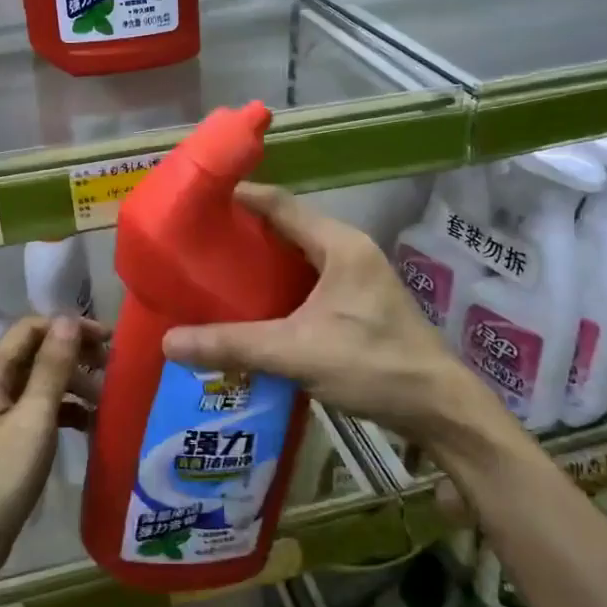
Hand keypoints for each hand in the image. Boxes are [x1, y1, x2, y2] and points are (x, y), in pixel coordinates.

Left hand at [0, 315, 103, 574]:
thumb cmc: (0, 478)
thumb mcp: (33, 419)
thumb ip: (51, 368)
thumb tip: (67, 319)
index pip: (31, 329)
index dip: (69, 328)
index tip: (108, 341)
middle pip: (35, 355)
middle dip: (74, 356)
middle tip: (113, 370)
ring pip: (39, 384)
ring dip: (72, 385)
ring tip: (106, 401)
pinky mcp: (3, 441)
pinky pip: (37, 412)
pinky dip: (63, 412)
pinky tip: (88, 425)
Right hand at [160, 184, 523, 456]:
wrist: (438, 409)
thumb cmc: (373, 366)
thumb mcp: (296, 353)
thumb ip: (233, 345)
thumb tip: (168, 343)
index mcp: (340, 245)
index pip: (280, 204)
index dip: (239, 197)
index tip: (198, 200)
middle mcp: (350, 251)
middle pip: (287, 227)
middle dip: (243, 232)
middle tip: (197, 242)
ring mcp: (358, 278)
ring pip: (298, 257)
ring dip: (261, 262)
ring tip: (215, 273)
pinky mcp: (359, 304)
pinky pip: (308, 282)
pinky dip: (278, 287)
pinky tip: (251, 307)